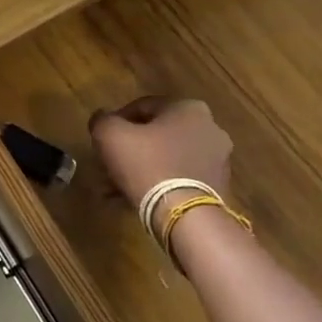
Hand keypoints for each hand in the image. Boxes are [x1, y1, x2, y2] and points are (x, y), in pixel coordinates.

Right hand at [89, 96, 232, 205]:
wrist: (185, 215)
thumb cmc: (147, 164)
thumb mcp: (110, 135)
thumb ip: (102, 120)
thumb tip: (102, 118)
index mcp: (189, 108)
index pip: (143, 106)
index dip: (116, 121)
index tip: (102, 139)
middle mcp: (210, 128)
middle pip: (157, 134)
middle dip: (131, 148)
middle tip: (109, 163)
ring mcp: (218, 160)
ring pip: (168, 158)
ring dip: (142, 168)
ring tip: (117, 187)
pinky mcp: (218, 187)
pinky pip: (180, 179)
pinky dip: (159, 184)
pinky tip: (136, 198)